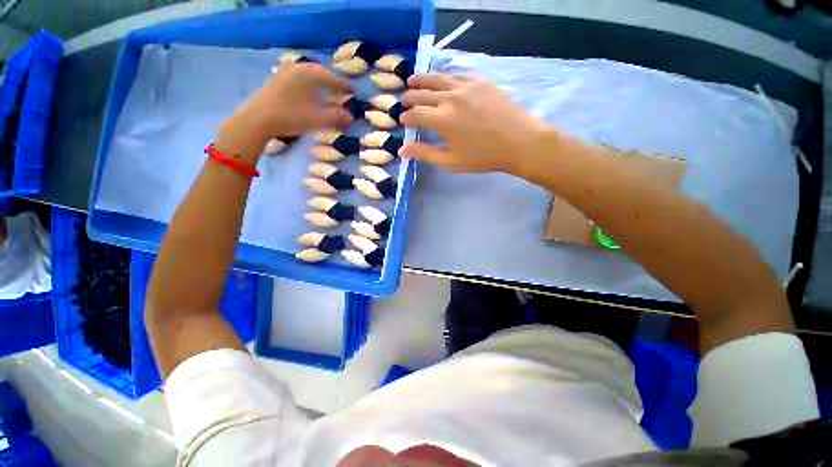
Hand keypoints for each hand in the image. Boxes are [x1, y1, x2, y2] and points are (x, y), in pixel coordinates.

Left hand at [216, 63, 353, 161]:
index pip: (333, 79)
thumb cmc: (292, 117)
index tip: (353, 92)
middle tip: (340, 91)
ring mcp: (286, 72)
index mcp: (310, 75)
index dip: (344, 87)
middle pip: (320, 73)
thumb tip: (351, 117)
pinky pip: (299, 77)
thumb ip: (338, 117)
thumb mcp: (319, 119)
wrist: (259, 119)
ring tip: (325, 91)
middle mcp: (299, 68)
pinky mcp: (277, 79)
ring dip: (319, 82)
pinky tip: (308, 93)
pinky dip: (308, 84)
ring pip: (308, 74)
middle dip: (332, 82)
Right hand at [399, 73, 551, 173]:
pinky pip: (457, 74)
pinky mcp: (480, 81)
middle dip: (410, 97)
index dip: (406, 117)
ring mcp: (466, 86)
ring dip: (422, 80)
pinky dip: (445, 77)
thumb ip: (425, 154)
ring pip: (437, 78)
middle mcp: (450, 98)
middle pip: (422, 93)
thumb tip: (402, 149)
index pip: (415, 114)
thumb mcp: (451, 162)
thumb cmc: (483, 157)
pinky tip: (443, 80)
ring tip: (413, 80)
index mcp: (442, 120)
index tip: (403, 120)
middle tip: (404, 100)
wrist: (519, 142)